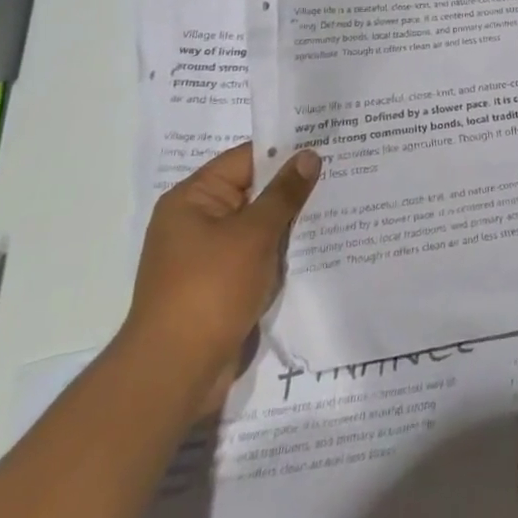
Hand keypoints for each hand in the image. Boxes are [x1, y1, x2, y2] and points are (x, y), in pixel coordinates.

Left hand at [120, 143, 320, 413]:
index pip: (246, 159)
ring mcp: (208, 255)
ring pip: (258, 225)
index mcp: (192, 199)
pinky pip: (257, 254)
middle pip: (253, 190)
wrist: (175, 374)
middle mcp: (196, 221)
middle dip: (293, 186)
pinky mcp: (220, 285)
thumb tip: (308, 155)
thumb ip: (284, 193)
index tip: (327, 143)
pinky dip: (282, 249)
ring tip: (339, 202)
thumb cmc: (210, 290)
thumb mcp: (254, 234)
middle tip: (342, 169)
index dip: (286, 150)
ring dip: (290, 220)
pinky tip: (317, 243)